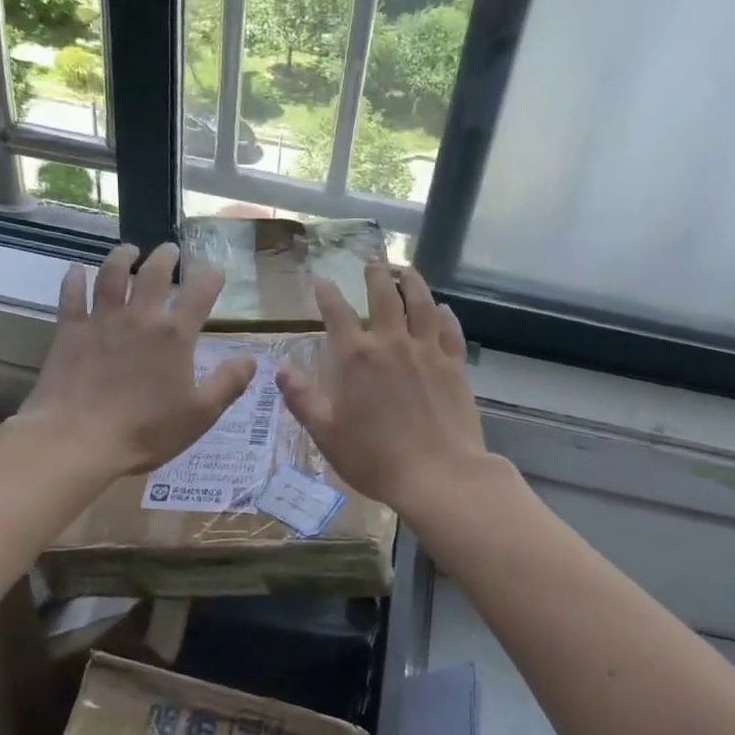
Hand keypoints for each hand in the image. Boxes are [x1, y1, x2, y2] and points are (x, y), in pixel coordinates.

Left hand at [16, 243, 255, 480]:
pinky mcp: (69, 332)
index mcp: (175, 335)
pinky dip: (74, 279)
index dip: (210, 277)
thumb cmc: (146, 431)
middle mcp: (139, 317)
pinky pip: (71, 296)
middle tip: (170, 250)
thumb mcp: (200, 414)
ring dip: (122, 257)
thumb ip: (228, 383)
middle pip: (154, 273)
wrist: (77, 441)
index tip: (216, 271)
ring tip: (129, 250)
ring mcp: (101, 321)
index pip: (199, 293)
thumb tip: (251, 359)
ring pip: (111, 275)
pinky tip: (76, 269)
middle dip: (166, 257)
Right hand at [276, 263, 491, 516]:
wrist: (438, 474)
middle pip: (384, 296)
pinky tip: (442, 309)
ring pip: (421, 303)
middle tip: (372, 260)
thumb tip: (280, 368)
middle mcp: (392, 343)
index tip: (321, 280)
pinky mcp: (454, 365)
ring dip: (412, 282)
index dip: (327, 294)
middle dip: (375, 275)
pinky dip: (444, 314)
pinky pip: (449, 329)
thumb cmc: (375, 458)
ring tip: (406, 270)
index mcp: (356, 358)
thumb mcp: (327, 434)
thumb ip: (302, 398)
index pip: (337, 314)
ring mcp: (427, 351)